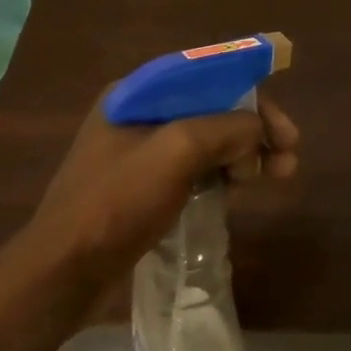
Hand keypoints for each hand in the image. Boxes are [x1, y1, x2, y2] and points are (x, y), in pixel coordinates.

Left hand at [22, 93, 299, 307]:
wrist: (61, 274)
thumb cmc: (116, 202)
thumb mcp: (178, 151)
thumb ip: (227, 129)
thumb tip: (258, 134)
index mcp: (140, 92)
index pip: (212, 75)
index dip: (254, 93)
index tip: (284, 125)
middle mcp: (141, 113)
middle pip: (215, 108)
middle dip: (256, 128)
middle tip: (290, 156)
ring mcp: (142, 152)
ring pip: (210, 139)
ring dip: (247, 152)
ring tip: (278, 175)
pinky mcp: (146, 186)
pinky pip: (197, 167)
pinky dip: (225, 173)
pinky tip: (243, 188)